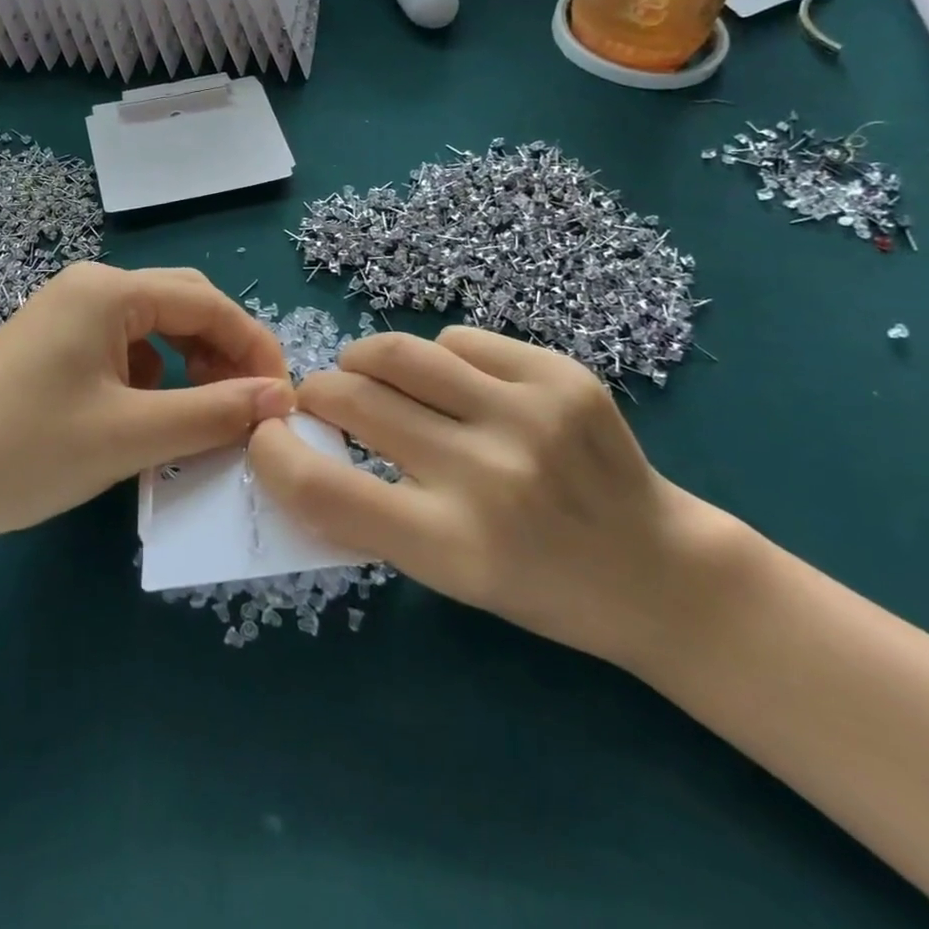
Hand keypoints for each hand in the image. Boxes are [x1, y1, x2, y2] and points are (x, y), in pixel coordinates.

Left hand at [0, 263, 292, 549]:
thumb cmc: (25, 451)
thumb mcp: (130, 434)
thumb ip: (213, 413)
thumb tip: (281, 399)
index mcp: (109, 289)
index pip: (209, 304)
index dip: (254, 349)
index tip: (283, 401)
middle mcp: (89, 288)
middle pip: (183, 308)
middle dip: (224, 354)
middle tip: (249, 409)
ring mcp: (66, 317)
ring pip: (154, 332)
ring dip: (190, 369)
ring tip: (204, 419)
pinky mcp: (52, 349)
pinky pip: (123, 353)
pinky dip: (153, 382)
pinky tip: (149, 421)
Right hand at [248, 327, 741, 670]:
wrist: (660, 571)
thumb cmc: (539, 588)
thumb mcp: (445, 574)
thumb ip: (369, 511)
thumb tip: (300, 443)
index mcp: (450, 547)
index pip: (321, 490)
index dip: (274, 455)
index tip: (268, 437)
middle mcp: (486, 475)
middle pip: (353, 400)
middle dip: (317, 394)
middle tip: (320, 401)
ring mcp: (528, 414)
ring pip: (398, 352)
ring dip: (362, 360)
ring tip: (365, 372)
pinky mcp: (561, 374)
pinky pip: (459, 340)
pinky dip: (437, 358)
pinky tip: (453, 383)